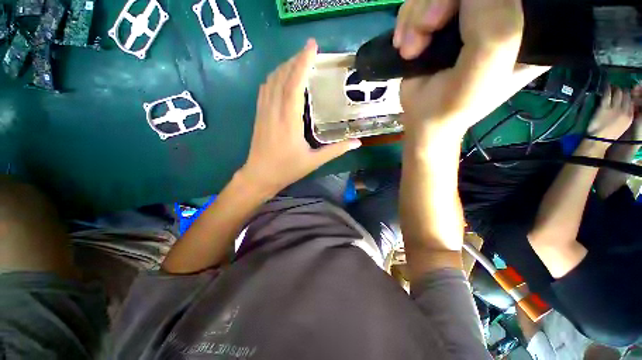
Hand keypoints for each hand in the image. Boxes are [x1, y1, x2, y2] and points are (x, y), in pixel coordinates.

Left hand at [240, 39, 360, 194]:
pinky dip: (274, 78)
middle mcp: (274, 111)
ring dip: (284, 67)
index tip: (312, 46)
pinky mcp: (259, 115)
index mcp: (288, 121)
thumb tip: (357, 142)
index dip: (302, 63)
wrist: (259, 176)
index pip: (294, 85)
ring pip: (271, 81)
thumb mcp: (314, 161)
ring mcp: (263, 112)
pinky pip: (264, 90)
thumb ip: (336, 150)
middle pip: (281, 77)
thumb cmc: (287, 170)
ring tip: (298, 61)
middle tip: (310, 52)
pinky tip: (281, 77)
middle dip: (295, 60)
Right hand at [400, 0, 534, 140]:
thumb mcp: (485, 71)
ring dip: (416, 17)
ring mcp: (466, 15)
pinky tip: (406, 46)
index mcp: (527, 25)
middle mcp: (498, 13)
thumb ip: (495, 26)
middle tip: (425, 31)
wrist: (422, 118)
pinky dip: (406, 21)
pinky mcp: (441, 19)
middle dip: (436, 3)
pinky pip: (420, 0)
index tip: (451, 19)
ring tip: (411, 50)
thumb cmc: (453, 105)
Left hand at [587, 86, 634, 141]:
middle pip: (626, 95)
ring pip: (618, 93)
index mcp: (630, 116)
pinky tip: (606, 86)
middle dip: (623, 90)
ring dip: (616, 89)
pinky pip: (607, 95)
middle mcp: (624, 110)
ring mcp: (614, 108)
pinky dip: (607, 89)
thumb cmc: (611, 134)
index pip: (632, 101)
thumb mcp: (624, 125)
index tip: (626, 93)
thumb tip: (627, 105)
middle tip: (619, 89)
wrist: (599, 139)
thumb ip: (626, 115)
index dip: (629, 95)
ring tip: (613, 87)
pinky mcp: (604, 107)